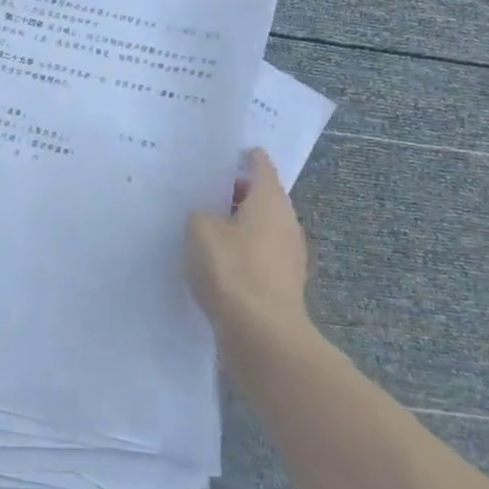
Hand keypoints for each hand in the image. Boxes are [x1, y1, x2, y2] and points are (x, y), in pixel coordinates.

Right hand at [185, 149, 312, 354]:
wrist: (261, 333)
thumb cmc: (231, 269)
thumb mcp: (200, 229)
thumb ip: (200, 213)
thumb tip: (208, 217)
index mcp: (270, 200)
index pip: (261, 165)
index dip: (242, 156)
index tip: (220, 155)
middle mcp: (286, 222)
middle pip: (261, 197)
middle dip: (234, 193)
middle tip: (201, 191)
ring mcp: (288, 255)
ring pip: (259, 228)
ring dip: (236, 226)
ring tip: (202, 227)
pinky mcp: (282, 283)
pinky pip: (258, 256)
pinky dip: (239, 253)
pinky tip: (215, 262)